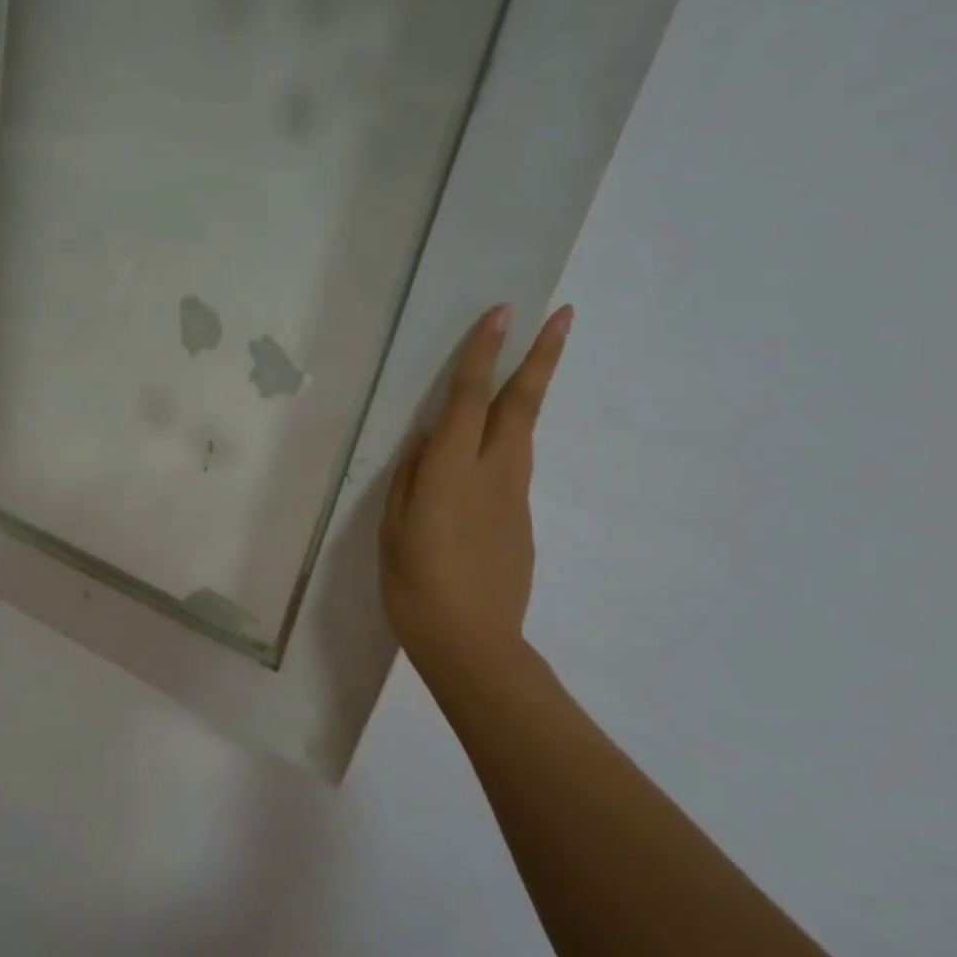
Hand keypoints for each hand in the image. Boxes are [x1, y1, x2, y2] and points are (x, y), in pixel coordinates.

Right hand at [380, 303, 572, 678]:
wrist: (472, 643)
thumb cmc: (415, 586)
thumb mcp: (393, 529)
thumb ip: (409, 479)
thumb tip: (428, 443)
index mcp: (451, 473)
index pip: (469, 400)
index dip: (483, 354)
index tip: (502, 313)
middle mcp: (492, 474)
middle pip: (520, 405)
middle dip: (540, 357)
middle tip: (563, 315)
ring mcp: (514, 497)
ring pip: (523, 434)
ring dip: (528, 394)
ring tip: (530, 366)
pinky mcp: (522, 521)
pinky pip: (512, 470)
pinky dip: (505, 446)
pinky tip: (484, 459)